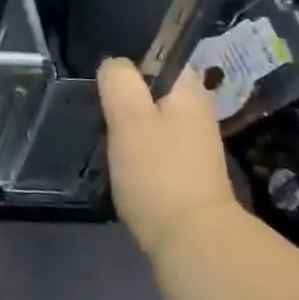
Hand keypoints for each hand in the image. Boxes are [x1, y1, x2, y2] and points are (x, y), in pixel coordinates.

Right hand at [99, 60, 238, 255]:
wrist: (192, 241)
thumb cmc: (157, 171)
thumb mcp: (128, 116)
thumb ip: (118, 80)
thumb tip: (114, 65)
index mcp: (190, 92)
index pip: (161, 57)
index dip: (131, 64)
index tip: (106, 83)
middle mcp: (198, 113)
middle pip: (154, 89)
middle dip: (126, 97)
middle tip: (100, 111)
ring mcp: (195, 145)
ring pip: (153, 118)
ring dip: (129, 124)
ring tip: (105, 137)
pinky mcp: (186, 172)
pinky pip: (156, 145)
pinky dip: (138, 149)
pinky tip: (122, 162)